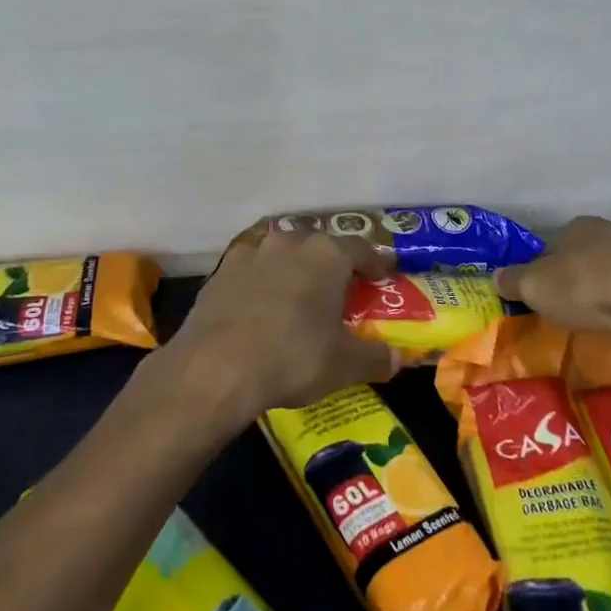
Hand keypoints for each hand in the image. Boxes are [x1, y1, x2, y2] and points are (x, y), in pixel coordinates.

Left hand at [162, 231, 401, 430]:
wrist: (214, 367)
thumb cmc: (292, 357)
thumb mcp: (344, 365)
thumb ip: (375, 358)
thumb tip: (397, 360)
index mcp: (327, 254)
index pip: (361, 248)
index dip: (375, 262)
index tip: (383, 275)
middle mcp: (290, 242)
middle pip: (320, 246)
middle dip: (333, 265)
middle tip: (342, 289)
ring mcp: (251, 252)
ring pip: (283, 254)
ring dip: (295, 269)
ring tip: (300, 296)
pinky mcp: (221, 271)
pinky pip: (253, 270)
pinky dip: (262, 282)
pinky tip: (262, 306)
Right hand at [497, 217, 610, 336]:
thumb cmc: (589, 288)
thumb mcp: (537, 288)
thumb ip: (514, 281)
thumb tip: (495, 276)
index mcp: (575, 228)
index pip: (553, 247)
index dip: (546, 271)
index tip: (546, 296)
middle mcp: (610, 229)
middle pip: (587, 255)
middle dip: (581, 278)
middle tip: (577, 308)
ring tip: (609, 317)